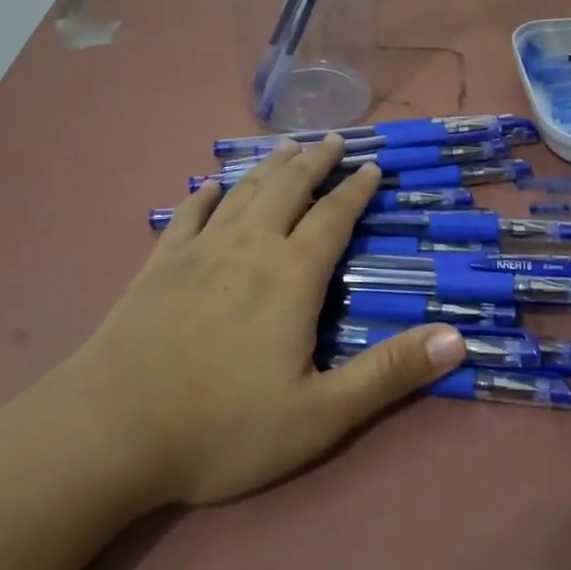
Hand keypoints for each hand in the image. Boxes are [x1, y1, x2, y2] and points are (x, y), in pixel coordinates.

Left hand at [62, 137, 466, 505]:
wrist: (112, 430)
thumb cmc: (223, 427)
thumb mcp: (321, 414)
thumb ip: (389, 374)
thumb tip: (457, 337)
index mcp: (292, 275)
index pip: (334, 217)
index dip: (357, 189)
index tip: (372, 165)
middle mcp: (250, 246)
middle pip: (289, 188)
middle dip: (316, 161)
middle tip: (334, 139)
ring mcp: (200, 250)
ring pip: (244, 191)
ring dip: (270, 166)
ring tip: (286, 147)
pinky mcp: (160, 264)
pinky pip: (190, 215)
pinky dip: (206, 195)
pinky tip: (211, 186)